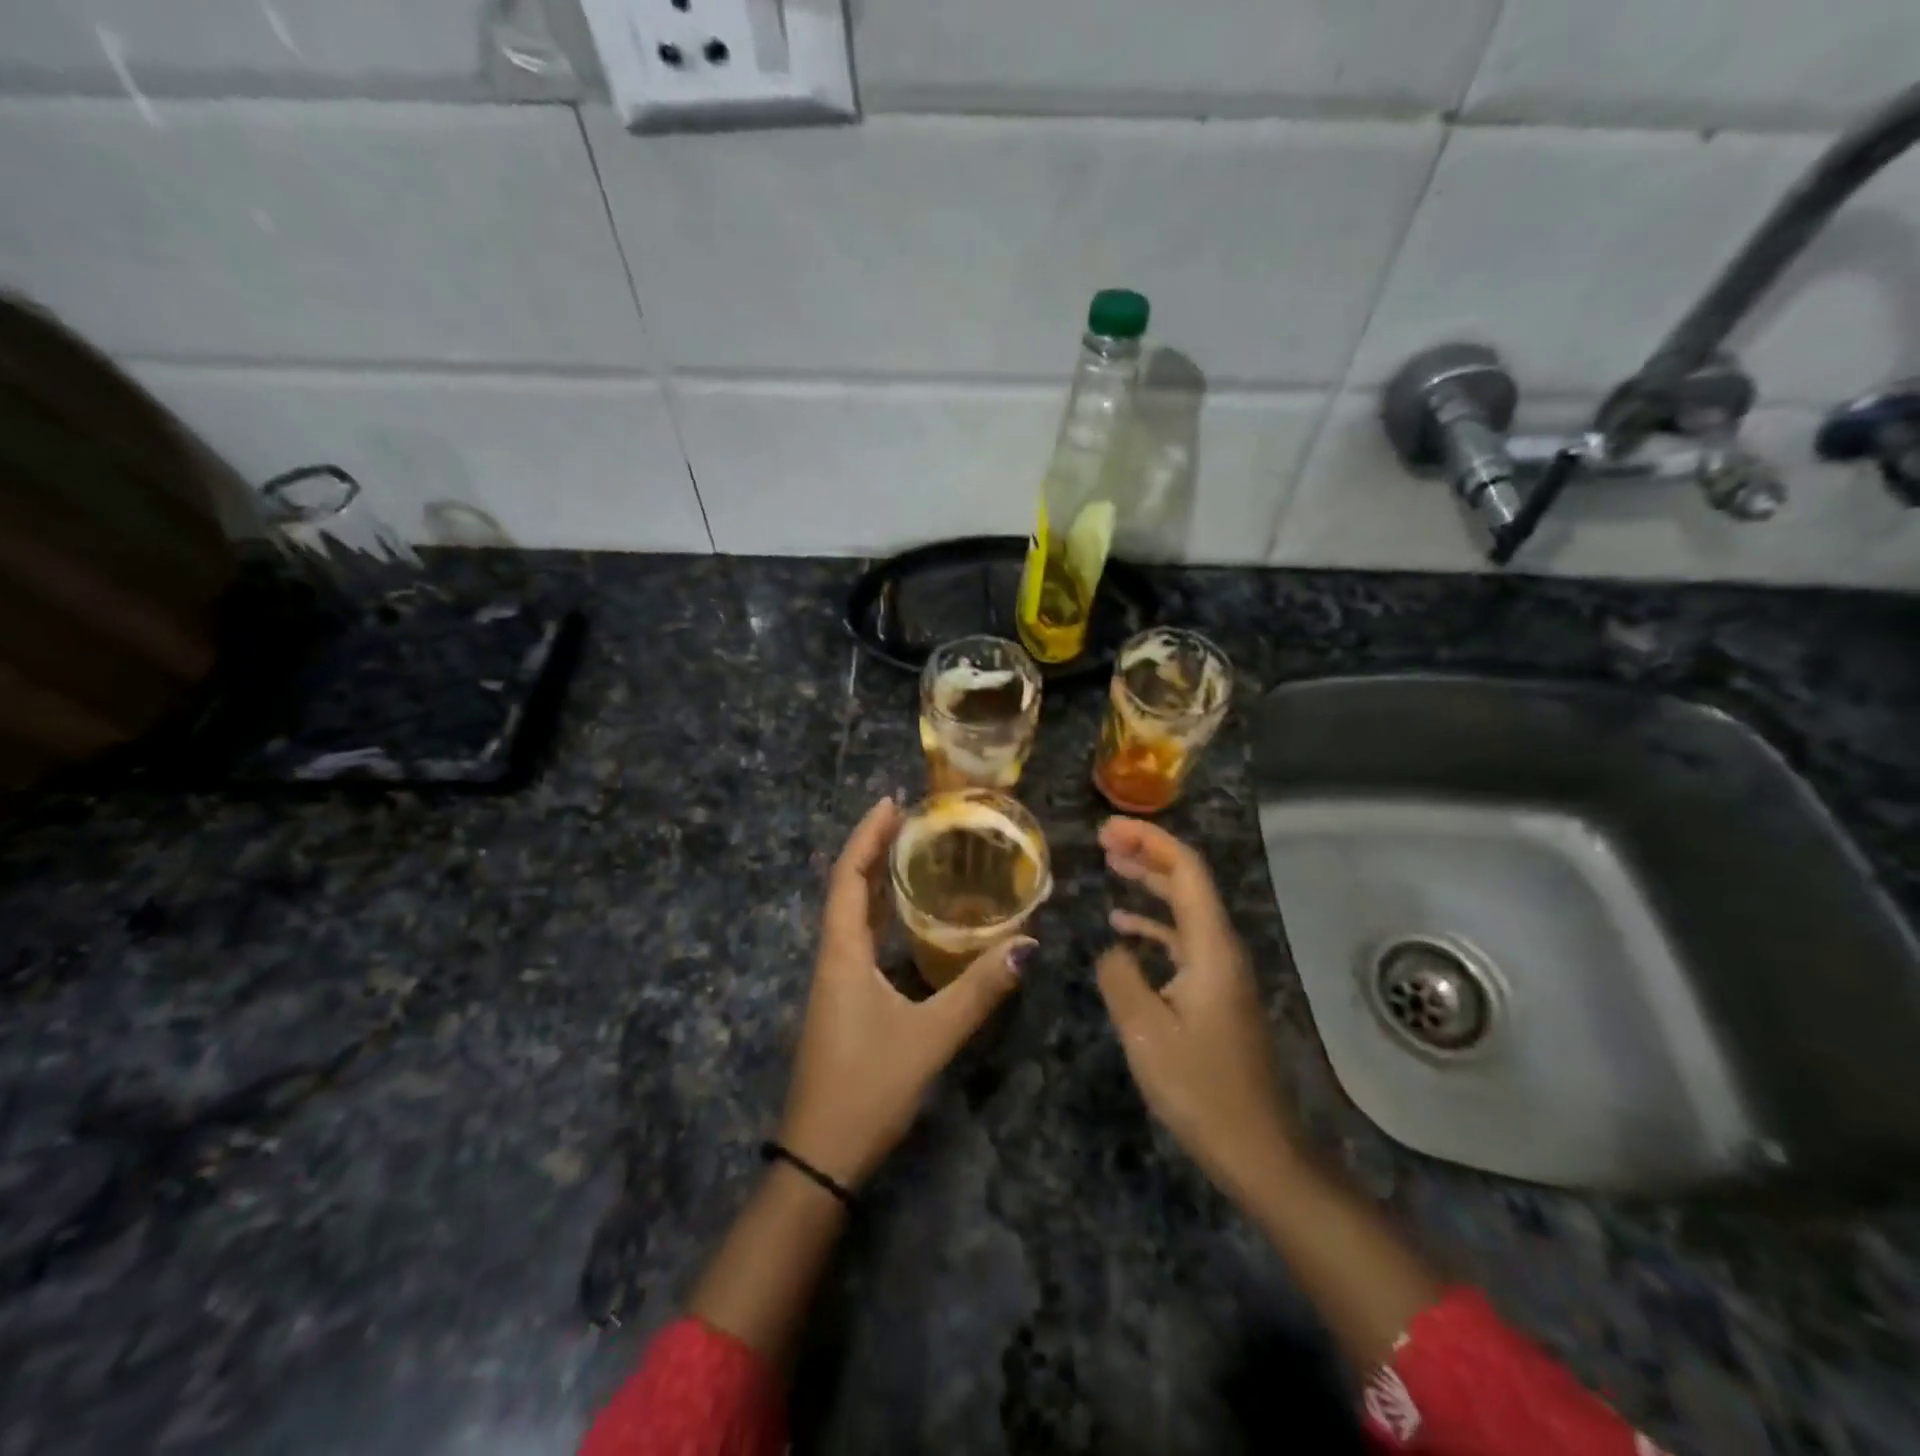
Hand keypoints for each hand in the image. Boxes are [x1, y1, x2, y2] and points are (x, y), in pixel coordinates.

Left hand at [777, 797, 1032, 1188]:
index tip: (891, 802)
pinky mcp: (842, 1001)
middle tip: (911, 819)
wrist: (820, 1159)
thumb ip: (978, 991)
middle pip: (846, 888)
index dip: (867, 836)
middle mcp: (833, 958)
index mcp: (842, 954)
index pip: (847, 877)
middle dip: (874, 849)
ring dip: (875, 879)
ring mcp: (835, 982)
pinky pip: (860, 939)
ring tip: (912, 852)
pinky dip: (880, 914)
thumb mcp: (929, 1038)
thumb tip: (1028, 943)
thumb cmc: (867, 1089)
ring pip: (851, 915)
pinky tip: (908, 918)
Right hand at [1096, 817, 1296, 1203]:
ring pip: (1185, 909)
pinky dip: (1153, 925)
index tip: (1108, 829)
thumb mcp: (1145, 1031)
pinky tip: (1123, 930)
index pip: (1186, 870)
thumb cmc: (1201, 1089)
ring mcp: (1221, 972)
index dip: (1149, 840)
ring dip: (1150, 884)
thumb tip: (1112, 948)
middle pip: (1188, 882)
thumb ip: (1121, 976)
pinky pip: (1183, 941)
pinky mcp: (1216, 994)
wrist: (1258, 1150)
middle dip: (1148, 853)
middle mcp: (1222, 949)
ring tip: (1111, 866)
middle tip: (1103, 839)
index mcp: (1211, 948)